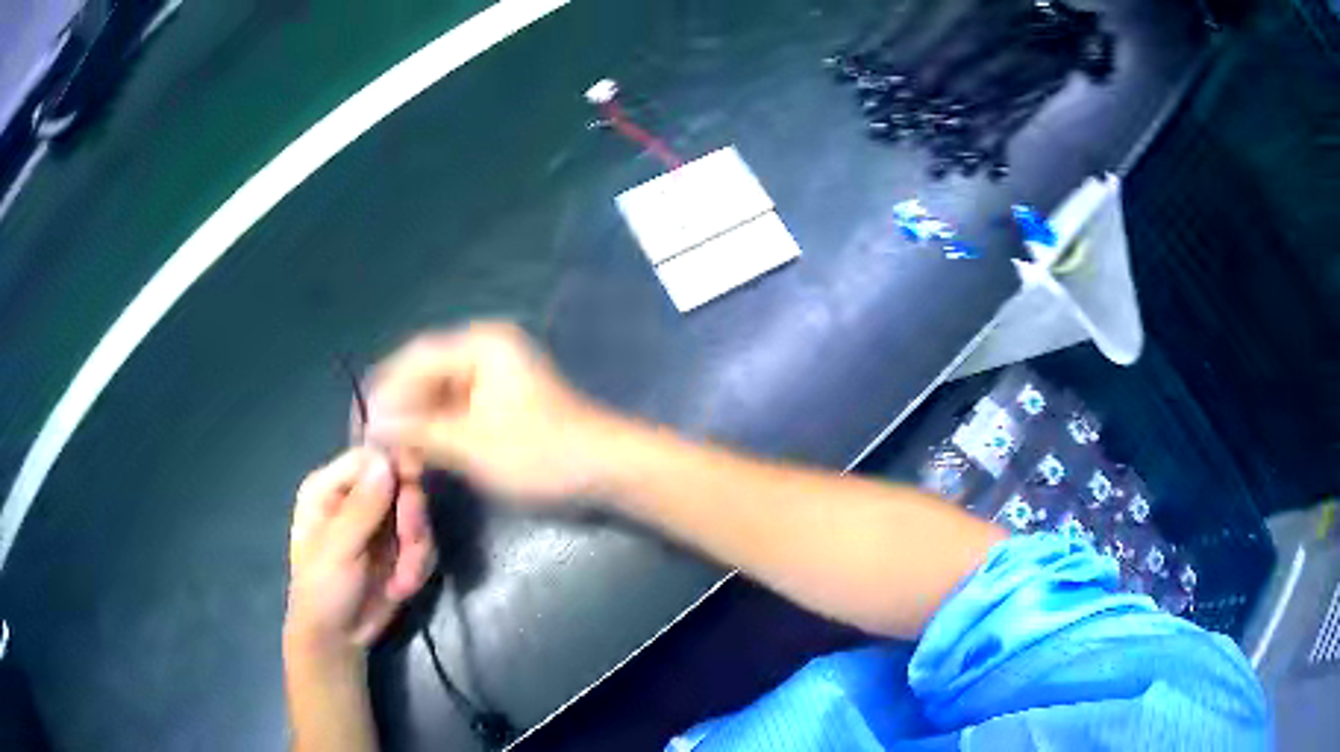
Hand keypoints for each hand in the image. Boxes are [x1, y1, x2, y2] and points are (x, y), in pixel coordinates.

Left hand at [285, 449, 436, 657]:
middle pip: (402, 482)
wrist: (338, 638)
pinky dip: (419, 566)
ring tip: (401, 581)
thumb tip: (387, 461)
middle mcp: (356, 496)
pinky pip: (424, 542)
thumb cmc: (323, 590)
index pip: (371, 457)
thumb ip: (362, 508)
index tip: (411, 498)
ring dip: (416, 551)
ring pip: (418, 515)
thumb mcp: (338, 550)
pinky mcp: (399, 546)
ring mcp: (380, 521)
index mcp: (329, 486)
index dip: (397, 471)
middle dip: (412, 520)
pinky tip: (401, 586)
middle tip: (410, 548)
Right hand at [366, 322, 621, 504]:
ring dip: (416, 425)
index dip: (384, 394)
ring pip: (438, 396)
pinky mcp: (500, 404)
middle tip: (374, 446)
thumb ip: (419, 431)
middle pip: (424, 376)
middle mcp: (484, 352)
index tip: (361, 427)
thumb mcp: (472, 445)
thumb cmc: (541, 453)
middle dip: (399, 411)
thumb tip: (372, 425)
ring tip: (393, 456)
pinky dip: (436, 432)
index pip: (414, 361)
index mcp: (480, 346)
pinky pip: (455, 410)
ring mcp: (494, 378)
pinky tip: (420, 455)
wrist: (606, 471)